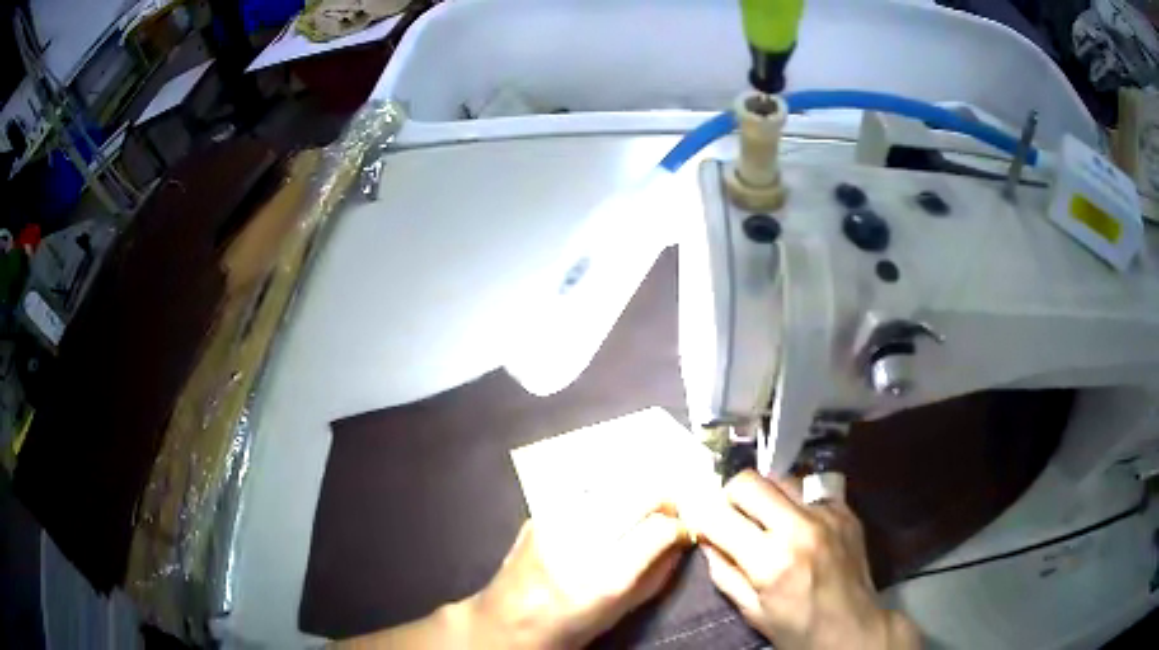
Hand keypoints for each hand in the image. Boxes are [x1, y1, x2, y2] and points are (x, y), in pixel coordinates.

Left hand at [465, 508, 689, 648]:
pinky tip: (606, 514)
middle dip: (664, 501)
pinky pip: (586, 493)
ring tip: (638, 513)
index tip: (683, 530)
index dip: (680, 525)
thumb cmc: (570, 626)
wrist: (506, 621)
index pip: (659, 529)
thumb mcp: (622, 611)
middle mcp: (579, 542)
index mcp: (604, 578)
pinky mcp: (537, 513)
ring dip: (635, 496)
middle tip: (669, 513)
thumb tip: (682, 539)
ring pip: (615, 487)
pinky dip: (606, 498)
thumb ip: (658, 574)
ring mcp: (554, 522)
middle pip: (639, 496)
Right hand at [693, 471, 918, 649]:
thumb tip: (707, 538)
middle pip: (750, 481)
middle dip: (731, 496)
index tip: (701, 521)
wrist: (853, 626)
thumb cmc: (797, 628)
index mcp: (771, 560)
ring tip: (766, 518)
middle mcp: (799, 527)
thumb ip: (724, 571)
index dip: (702, 517)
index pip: (720, 516)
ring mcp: (827, 514)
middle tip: (732, 515)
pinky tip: (798, 525)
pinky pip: (810, 490)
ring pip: (781, 478)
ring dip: (765, 495)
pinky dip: (795, 503)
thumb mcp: (750, 609)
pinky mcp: (845, 510)